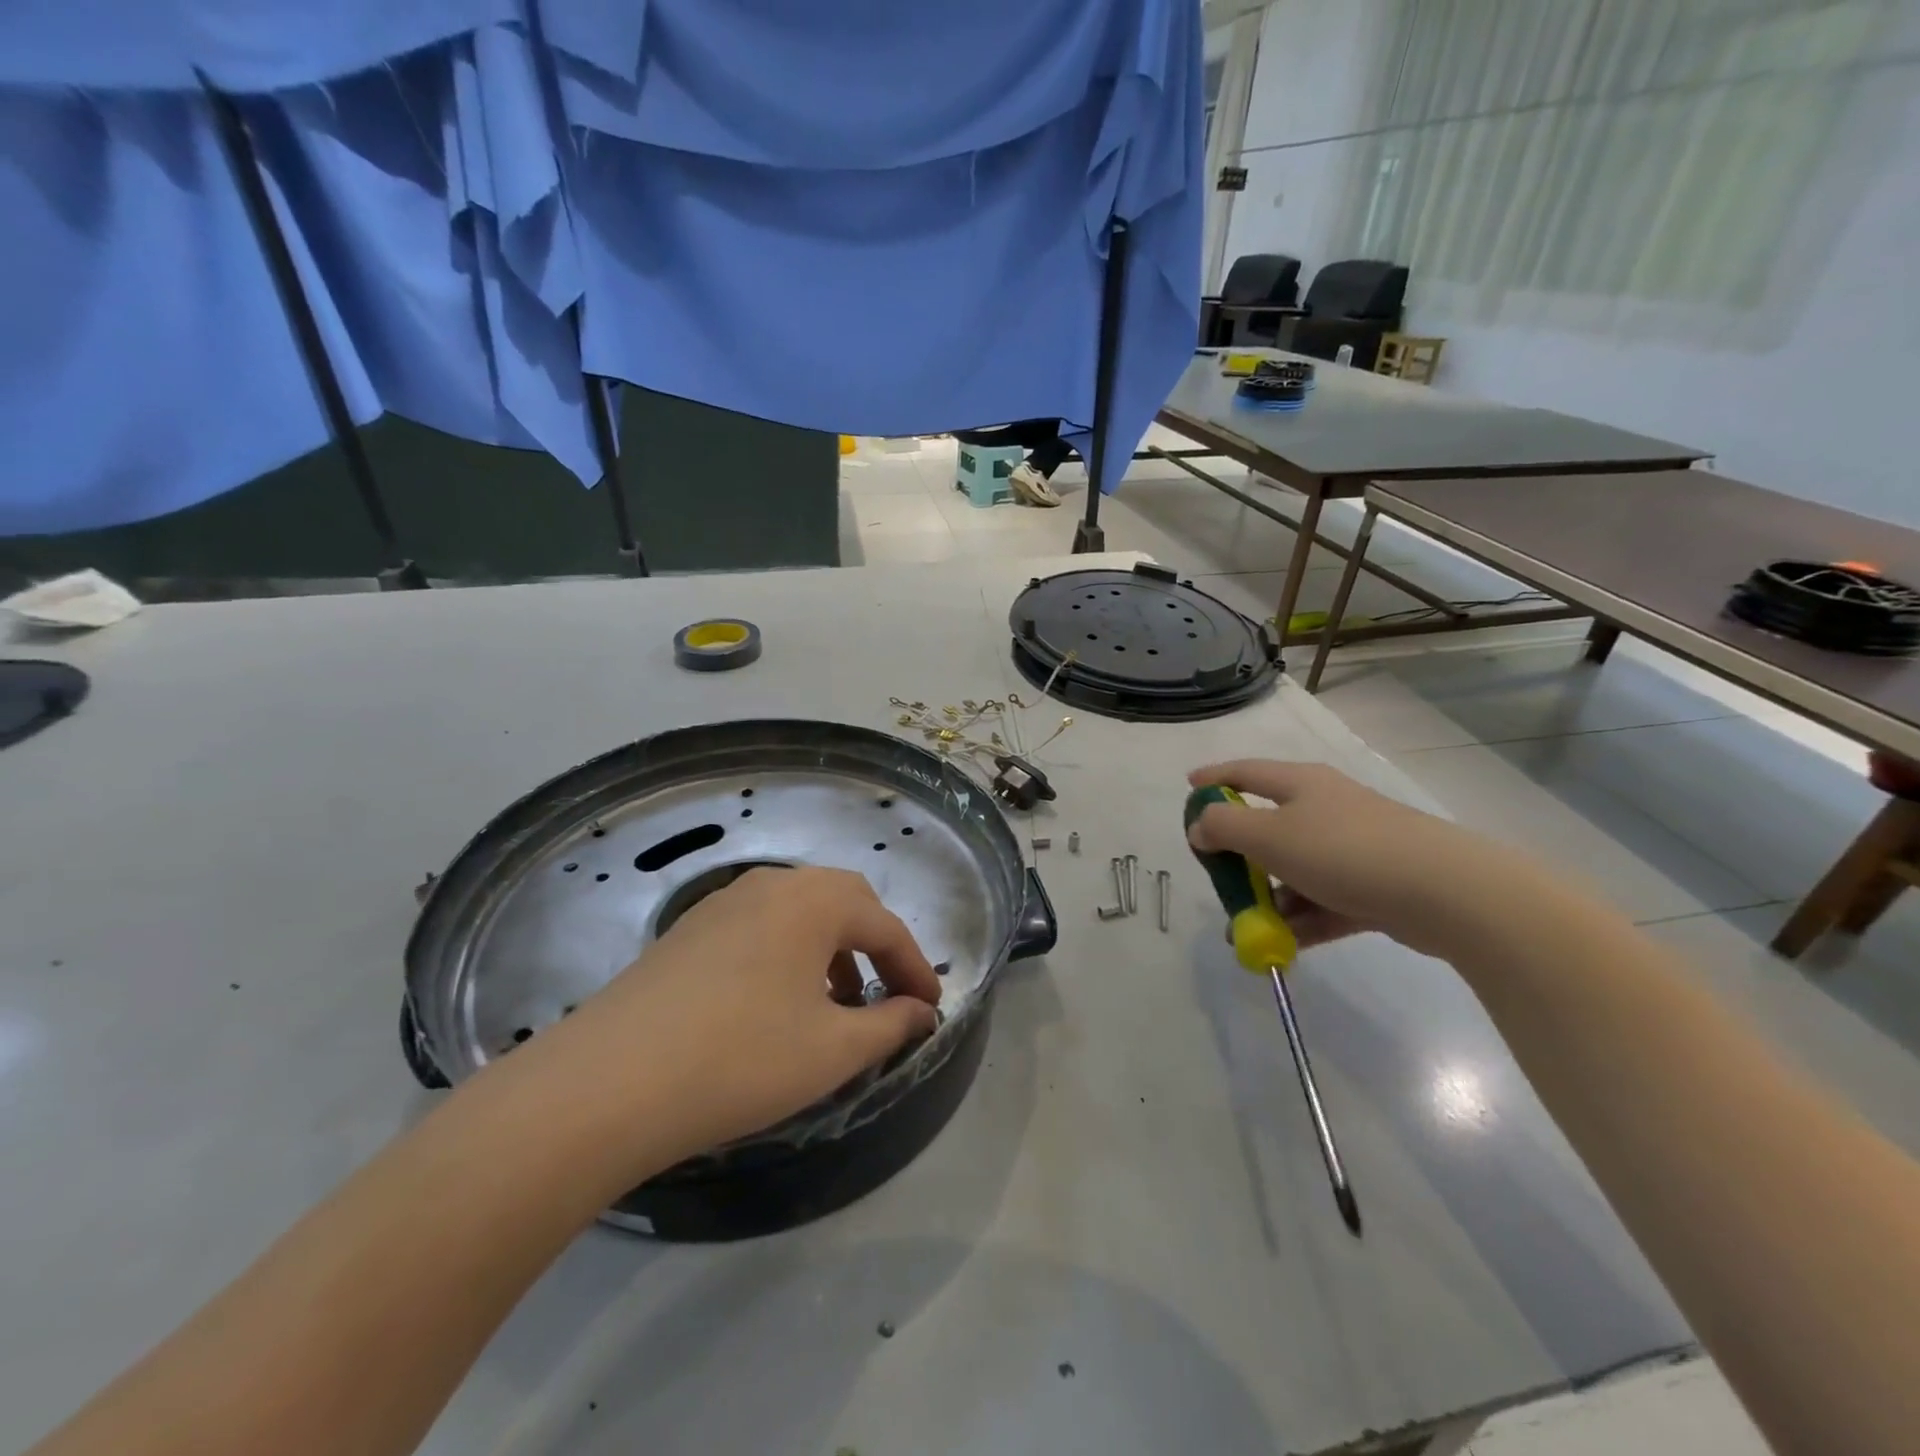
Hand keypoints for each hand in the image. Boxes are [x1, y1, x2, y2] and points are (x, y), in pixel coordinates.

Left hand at [522, 866, 941, 1177]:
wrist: (608, 1083)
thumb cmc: (742, 1059)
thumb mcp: (832, 1050)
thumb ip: (889, 1024)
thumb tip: (920, 1012)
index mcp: (813, 900)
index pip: (885, 925)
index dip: (914, 967)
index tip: (932, 1008)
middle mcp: (770, 885)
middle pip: (842, 902)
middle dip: (874, 945)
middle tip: (887, 993)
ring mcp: (722, 903)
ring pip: (798, 913)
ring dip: (830, 949)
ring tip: (833, 1005)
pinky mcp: (687, 931)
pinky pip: (759, 928)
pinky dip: (788, 954)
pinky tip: (776, 1004)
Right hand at [1186, 760, 1538, 957]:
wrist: (1446, 893)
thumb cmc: (1344, 851)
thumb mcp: (1269, 836)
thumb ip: (1224, 827)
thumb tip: (1200, 826)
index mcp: (1301, 784)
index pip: (1245, 771)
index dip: (1214, 778)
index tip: (1188, 787)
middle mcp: (1326, 808)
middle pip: (1268, 825)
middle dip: (1239, 855)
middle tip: (1217, 877)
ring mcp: (1354, 847)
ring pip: (1296, 868)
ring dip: (1268, 897)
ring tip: (1246, 930)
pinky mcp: (1375, 885)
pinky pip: (1325, 900)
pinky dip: (1302, 919)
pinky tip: (1282, 945)